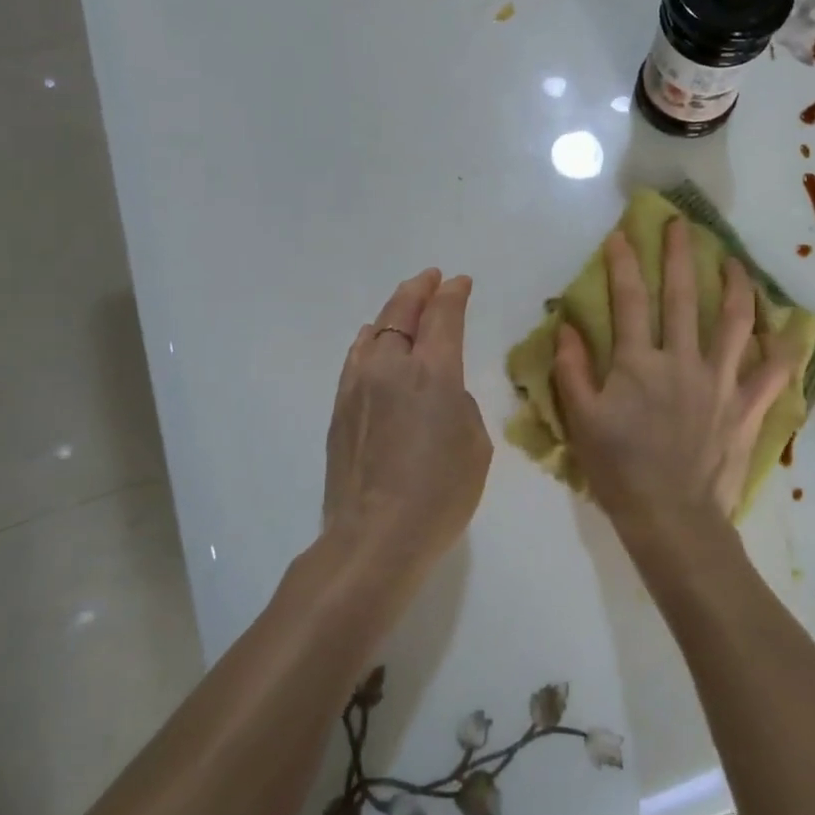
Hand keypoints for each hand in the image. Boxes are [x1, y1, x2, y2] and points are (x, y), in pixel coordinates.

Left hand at [323, 269, 491, 579]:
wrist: (375, 535)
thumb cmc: (440, 493)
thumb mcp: (474, 443)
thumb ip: (459, 402)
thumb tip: (439, 391)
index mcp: (433, 372)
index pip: (443, 315)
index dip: (453, 293)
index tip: (460, 282)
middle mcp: (392, 366)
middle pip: (403, 311)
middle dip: (420, 290)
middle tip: (432, 279)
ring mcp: (359, 384)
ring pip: (375, 330)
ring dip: (393, 311)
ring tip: (404, 305)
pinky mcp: (340, 407)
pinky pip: (357, 357)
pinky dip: (371, 340)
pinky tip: (374, 342)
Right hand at [552, 219, 798, 535]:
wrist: (672, 518)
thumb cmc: (620, 469)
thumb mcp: (582, 420)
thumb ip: (572, 370)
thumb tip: (567, 326)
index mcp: (639, 363)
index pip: (629, 300)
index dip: (624, 264)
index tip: (621, 235)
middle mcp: (682, 360)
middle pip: (683, 297)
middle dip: (680, 255)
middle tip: (681, 225)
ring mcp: (720, 381)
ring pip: (734, 322)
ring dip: (735, 285)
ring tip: (733, 260)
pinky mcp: (746, 406)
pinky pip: (772, 372)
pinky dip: (783, 347)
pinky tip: (789, 326)